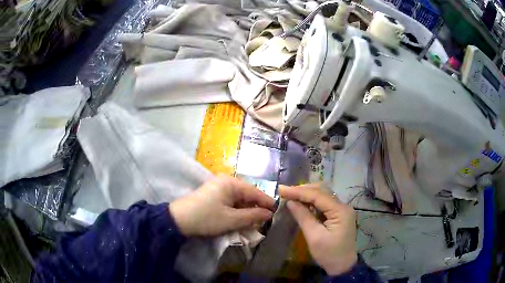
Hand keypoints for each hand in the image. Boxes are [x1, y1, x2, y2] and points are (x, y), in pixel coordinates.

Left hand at [169, 175, 274, 236]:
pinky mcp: (213, 194)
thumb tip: (269, 213)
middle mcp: (226, 181)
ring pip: (239, 198)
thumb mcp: (232, 220)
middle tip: (265, 220)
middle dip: (256, 207)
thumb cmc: (207, 218)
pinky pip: (230, 200)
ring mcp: (218, 186)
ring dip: (246, 210)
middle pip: (247, 194)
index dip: (267, 202)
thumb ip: (253, 216)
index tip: (277, 213)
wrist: (179, 220)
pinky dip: (237, 209)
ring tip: (254, 222)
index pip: (255, 192)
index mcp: (231, 183)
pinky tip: (240, 218)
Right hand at [280, 184, 357, 275]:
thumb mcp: (314, 237)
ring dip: (307, 194)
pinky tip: (302, 203)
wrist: (342, 266)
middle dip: (303, 190)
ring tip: (291, 196)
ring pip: (323, 195)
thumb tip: (290, 202)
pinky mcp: (338, 215)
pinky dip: (312, 201)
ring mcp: (342, 210)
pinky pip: (324, 203)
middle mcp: (343, 206)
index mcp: (340, 211)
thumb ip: (303, 217)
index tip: (282, 189)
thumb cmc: (328, 254)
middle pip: (322, 191)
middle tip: (285, 192)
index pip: (318, 195)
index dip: (298, 191)